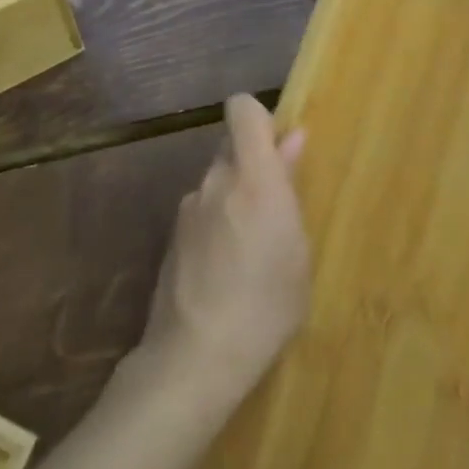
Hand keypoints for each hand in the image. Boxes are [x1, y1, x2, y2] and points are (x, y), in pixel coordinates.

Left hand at [139, 94, 310, 404]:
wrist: (194, 359)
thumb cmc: (265, 306)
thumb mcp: (297, 251)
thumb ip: (290, 187)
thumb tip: (292, 140)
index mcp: (253, 176)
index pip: (243, 109)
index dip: (258, 117)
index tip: (276, 146)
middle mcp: (215, 180)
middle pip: (231, 148)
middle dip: (251, 166)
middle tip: (271, 210)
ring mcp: (188, 206)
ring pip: (216, 183)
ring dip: (232, 199)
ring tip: (248, 253)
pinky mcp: (171, 235)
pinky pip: (201, 212)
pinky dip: (214, 226)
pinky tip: (223, 272)